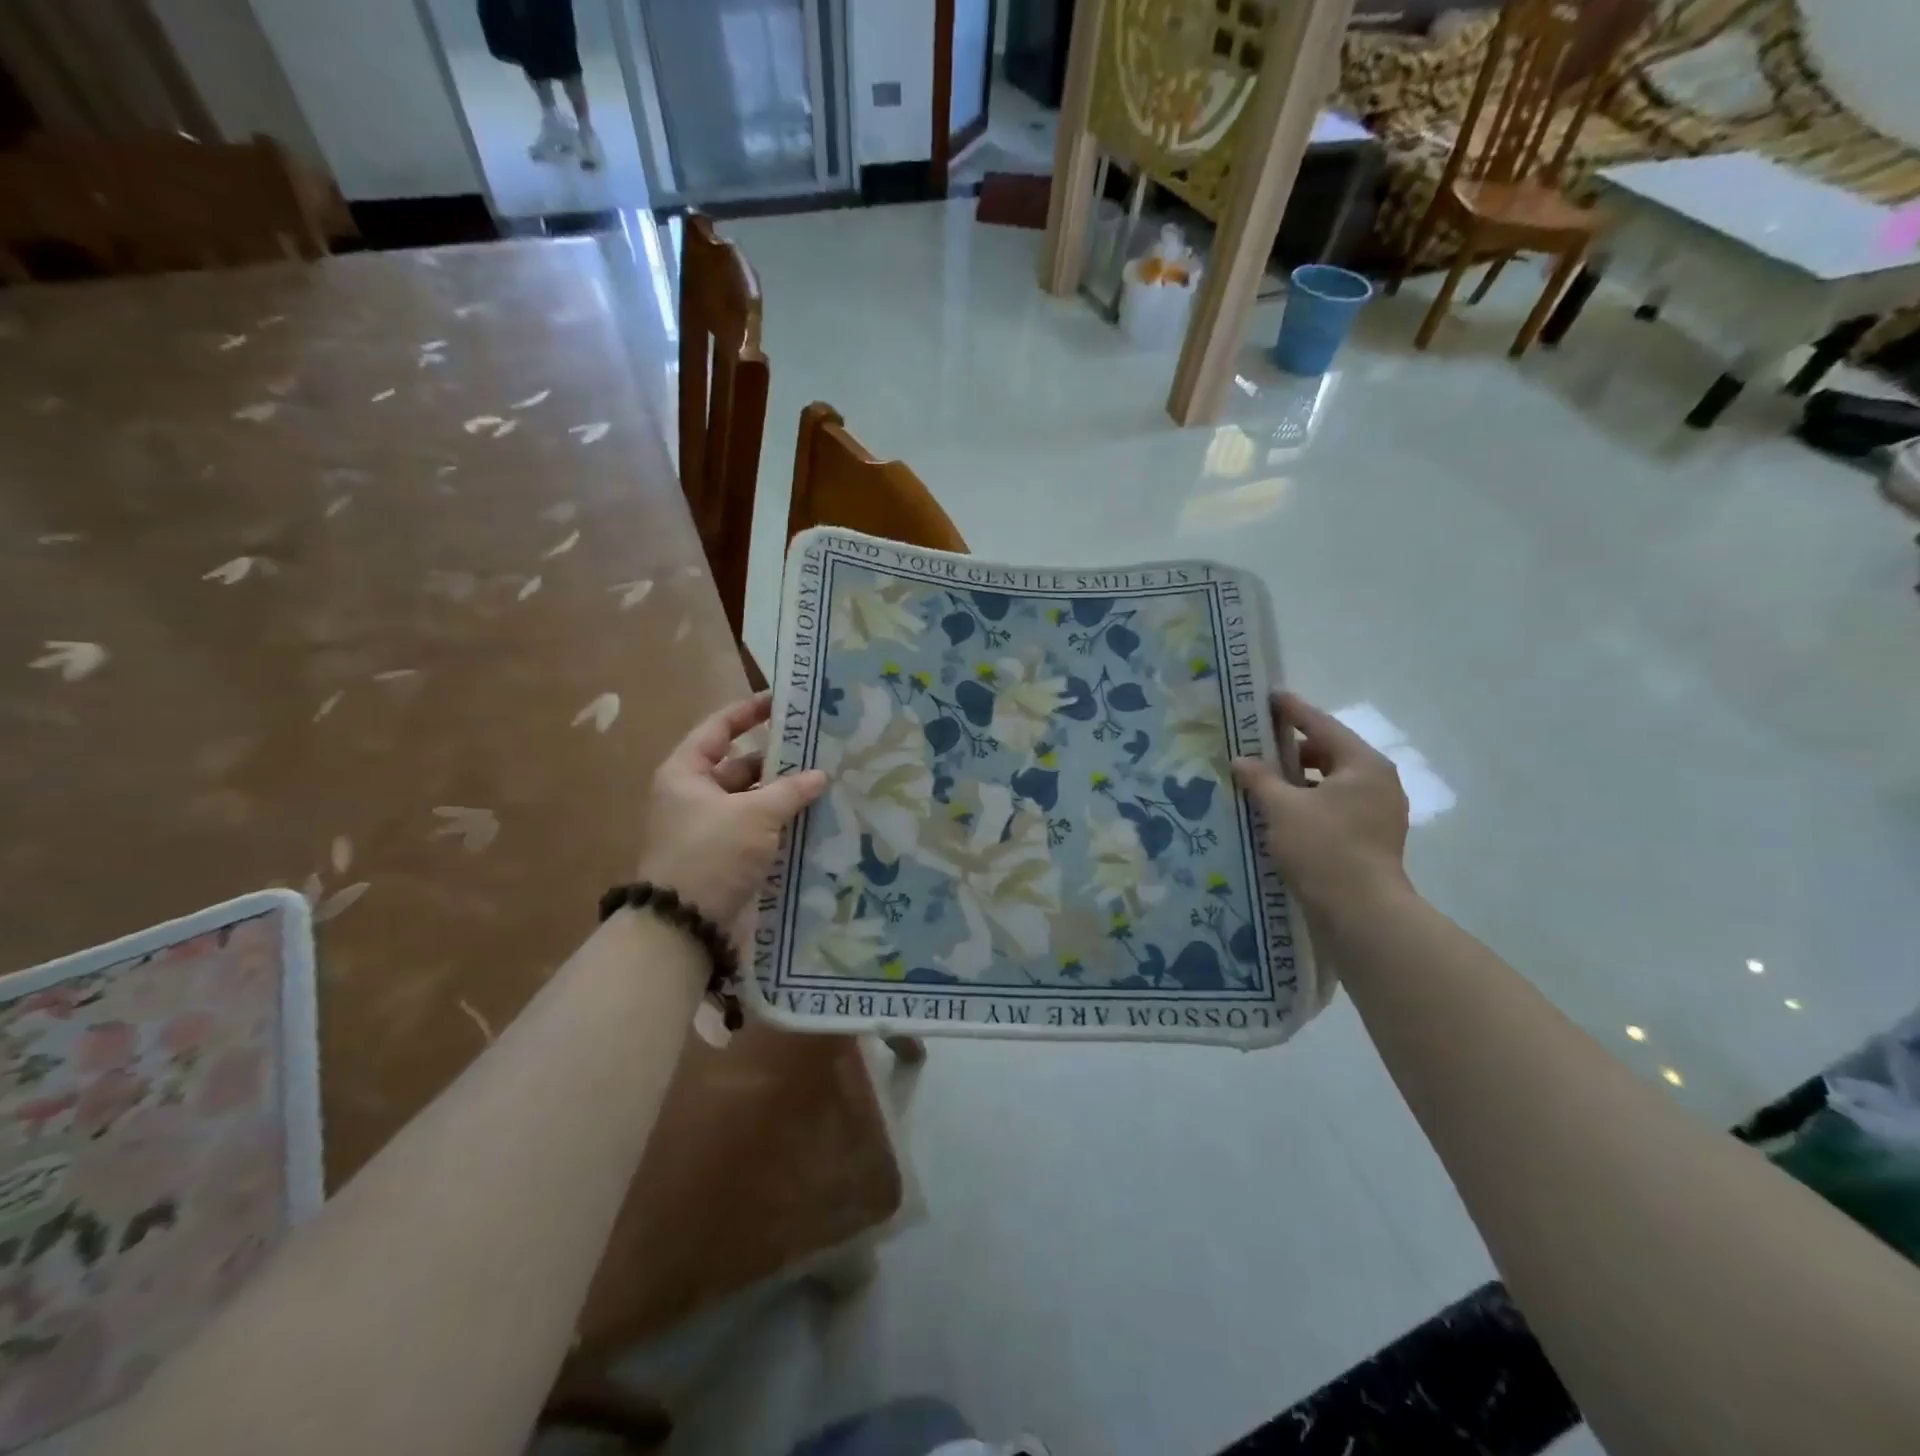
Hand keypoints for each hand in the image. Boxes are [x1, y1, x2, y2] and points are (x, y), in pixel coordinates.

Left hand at [636, 694, 826, 931]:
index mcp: (686, 772)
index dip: (749, 712)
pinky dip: (779, 822)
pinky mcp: (723, 855)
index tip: (783, 703)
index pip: (719, 728)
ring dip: (782, 795)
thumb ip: (790, 790)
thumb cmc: (712, 853)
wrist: (684, 924)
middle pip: (739, 766)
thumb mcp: (754, 815)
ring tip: (825, 785)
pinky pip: (755, 828)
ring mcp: (708, 827)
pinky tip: (813, 819)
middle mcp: (693, 795)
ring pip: (751, 799)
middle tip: (819, 750)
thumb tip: (820, 774)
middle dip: (778, 760)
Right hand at [1232, 691, 1410, 920]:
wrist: (1361, 914)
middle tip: (1256, 745)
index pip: (1321, 725)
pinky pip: (1333, 806)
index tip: (1267, 697)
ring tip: (1262, 781)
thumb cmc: (1324, 849)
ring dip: (1298, 779)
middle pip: (1329, 752)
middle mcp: (1377, 781)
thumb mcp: (1283, 808)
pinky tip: (1280, 812)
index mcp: (1363, 764)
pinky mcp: (1370, 837)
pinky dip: (1308, 803)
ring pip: (1330, 782)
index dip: (1291, 710)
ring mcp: (1378, 811)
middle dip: (1291, 750)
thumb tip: (1241, 759)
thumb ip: (1260, 778)